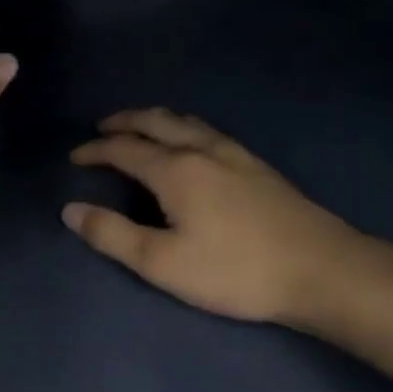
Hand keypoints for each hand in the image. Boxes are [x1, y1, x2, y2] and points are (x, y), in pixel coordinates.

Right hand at [63, 108, 381, 331]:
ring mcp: (235, 155)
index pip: (124, 149)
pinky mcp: (258, 166)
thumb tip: (70, 210)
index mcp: (176, 170)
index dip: (95, 150)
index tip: (75, 157)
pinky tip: (191, 145)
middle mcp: (203, 150)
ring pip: (186, 122)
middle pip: (156, 121)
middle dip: (124, 121)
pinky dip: (182, 128)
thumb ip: (113, 235)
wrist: (322, 270)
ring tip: (140, 128)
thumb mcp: (163, 263)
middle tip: (102, 127)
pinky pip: (207, 131)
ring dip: (155, 120)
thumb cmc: (235, 271)